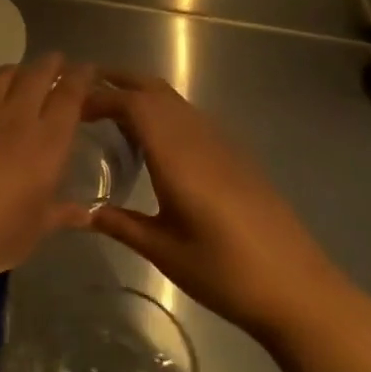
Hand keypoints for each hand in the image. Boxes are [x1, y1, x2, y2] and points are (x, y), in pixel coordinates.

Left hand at [0, 53, 94, 283]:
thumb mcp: (30, 234)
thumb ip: (59, 215)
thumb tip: (86, 213)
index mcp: (46, 143)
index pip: (69, 96)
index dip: (81, 78)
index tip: (88, 69)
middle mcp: (16, 118)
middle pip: (38, 75)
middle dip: (52, 64)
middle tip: (60, 63)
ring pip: (4, 75)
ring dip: (20, 69)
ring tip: (25, 74)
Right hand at [85, 71, 341, 334]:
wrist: (300, 290)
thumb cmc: (226, 273)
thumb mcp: (164, 252)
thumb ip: (122, 225)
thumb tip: (85, 212)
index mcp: (178, 157)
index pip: (134, 104)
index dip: (99, 97)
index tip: (70, 108)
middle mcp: (200, 139)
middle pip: (155, 90)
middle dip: (117, 81)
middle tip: (82, 92)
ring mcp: (222, 145)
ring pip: (175, 101)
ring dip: (140, 95)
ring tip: (108, 114)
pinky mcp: (236, 157)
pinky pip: (191, 118)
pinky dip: (162, 113)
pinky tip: (152, 143)